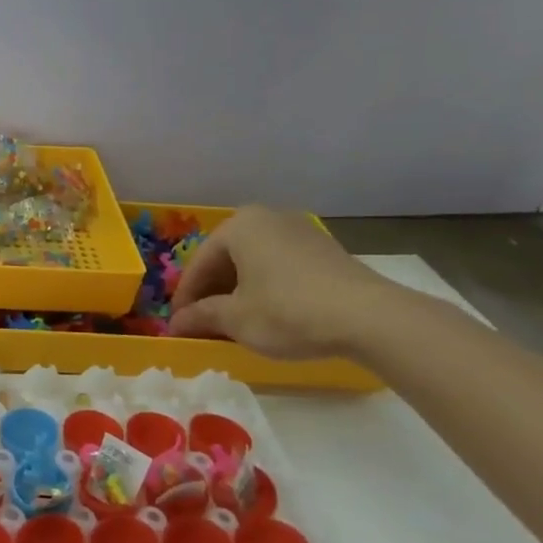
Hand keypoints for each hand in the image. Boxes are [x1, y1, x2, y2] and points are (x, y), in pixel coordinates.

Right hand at [168, 206, 396, 358]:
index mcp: (239, 226)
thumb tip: (174, 324)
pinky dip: (264, 287)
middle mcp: (268, 218)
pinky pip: (279, 266)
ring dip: (237, 291)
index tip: (178, 324)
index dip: (185, 297)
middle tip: (202, 322)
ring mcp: (300, 231)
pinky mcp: (324, 250)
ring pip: (253, 263)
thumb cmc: (287, 311)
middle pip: (226, 259)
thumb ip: (200, 316)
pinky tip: (265, 314)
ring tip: (232, 321)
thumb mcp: (234, 318)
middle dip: (211, 291)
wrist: (368, 317)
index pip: (198, 264)